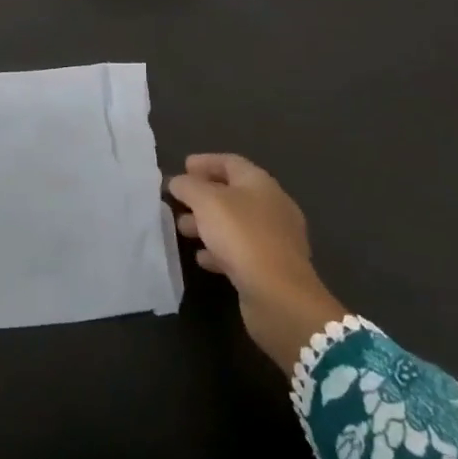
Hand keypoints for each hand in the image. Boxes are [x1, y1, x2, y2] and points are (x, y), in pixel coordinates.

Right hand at [169, 153, 349, 374]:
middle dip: (202, 195)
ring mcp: (274, 239)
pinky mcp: (271, 267)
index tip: (182, 167)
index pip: (230, 162)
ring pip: (234, 223)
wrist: (279, 296)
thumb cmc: (242, 236)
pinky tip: (202, 258)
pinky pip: (240, 251)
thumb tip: (178, 181)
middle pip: (232, 193)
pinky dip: (219, 250)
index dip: (205, 162)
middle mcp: (271, 206)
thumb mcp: (206, 202)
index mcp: (260, 183)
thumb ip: (188, 186)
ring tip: (182, 230)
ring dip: (207, 224)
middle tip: (178, 201)